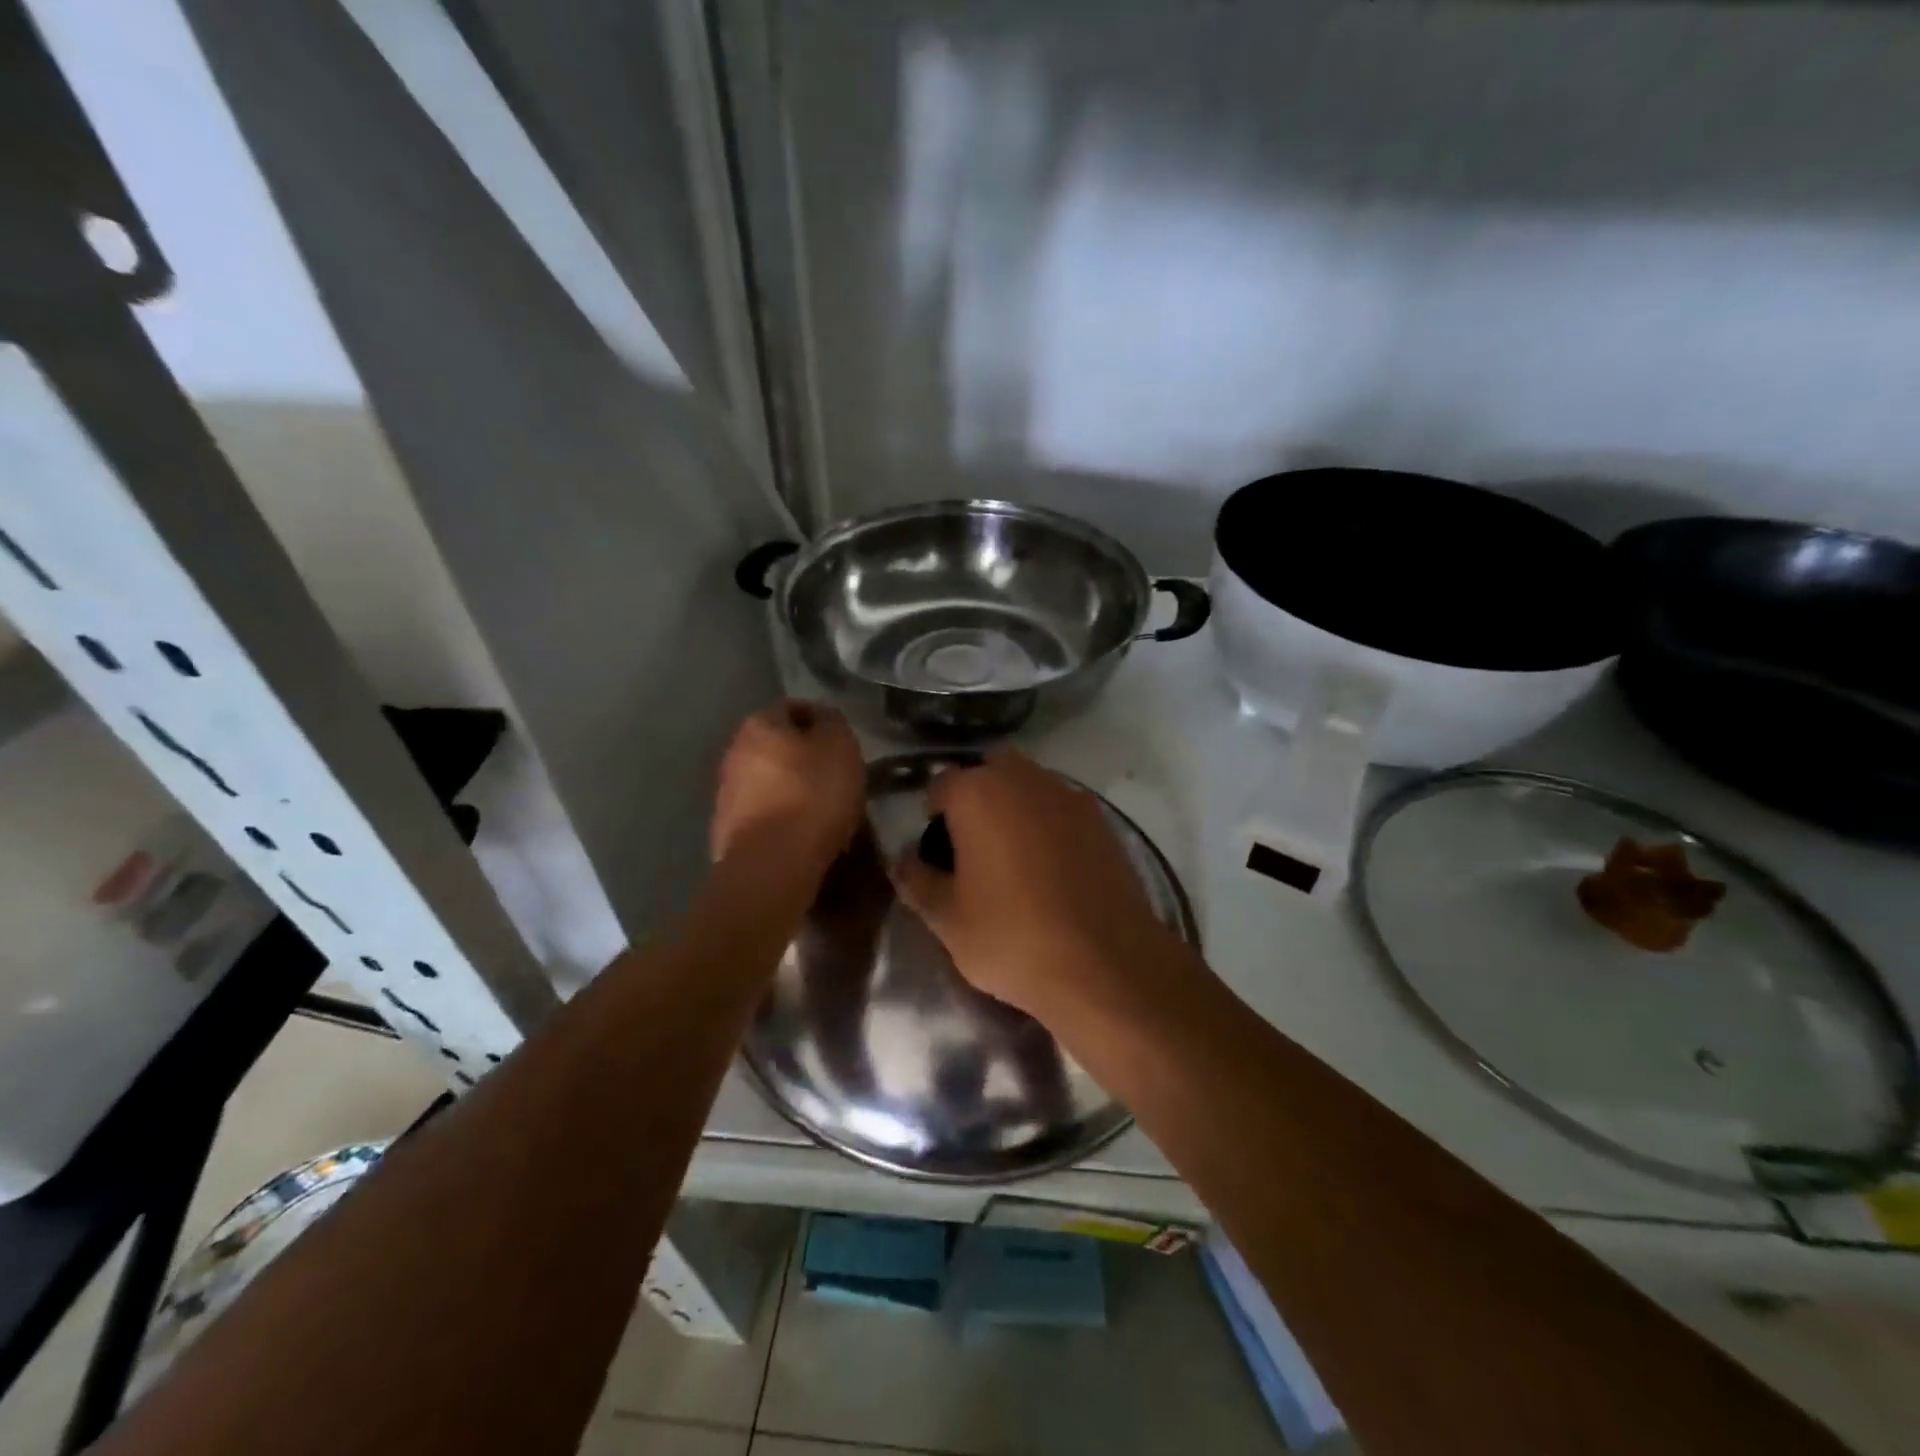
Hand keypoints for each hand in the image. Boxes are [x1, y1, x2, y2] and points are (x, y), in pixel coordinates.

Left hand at [711, 701, 864, 874]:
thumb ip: (833, 723)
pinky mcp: (727, 831)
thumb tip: (823, 719)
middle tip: (836, 775)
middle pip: (776, 745)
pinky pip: (763, 813)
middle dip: (805, 756)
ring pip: (768, 780)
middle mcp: (733, 753)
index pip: (792, 706)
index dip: (821, 720)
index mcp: (758, 725)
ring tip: (824, 809)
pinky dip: (782, 818)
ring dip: (792, 788)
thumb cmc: (812, 795)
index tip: (844, 742)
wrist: (772, 865)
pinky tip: (803, 834)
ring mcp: (726, 794)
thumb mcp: (840, 747)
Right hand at [890, 750, 1180, 1021]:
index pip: (941, 784)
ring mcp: (1069, 796)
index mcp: (978, 793)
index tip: (936, 852)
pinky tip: (1052, 869)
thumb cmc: (1012, 938)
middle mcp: (1024, 779)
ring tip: (1013, 858)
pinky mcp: (1103, 820)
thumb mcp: (947, 920)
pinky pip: (1062, 807)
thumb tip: (902, 861)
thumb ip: (916, 881)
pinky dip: (1049, 824)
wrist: (1106, 964)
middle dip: (976, 798)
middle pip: (989, 771)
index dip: (932, 815)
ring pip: (1030, 785)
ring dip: (1015, 807)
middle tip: (972, 847)